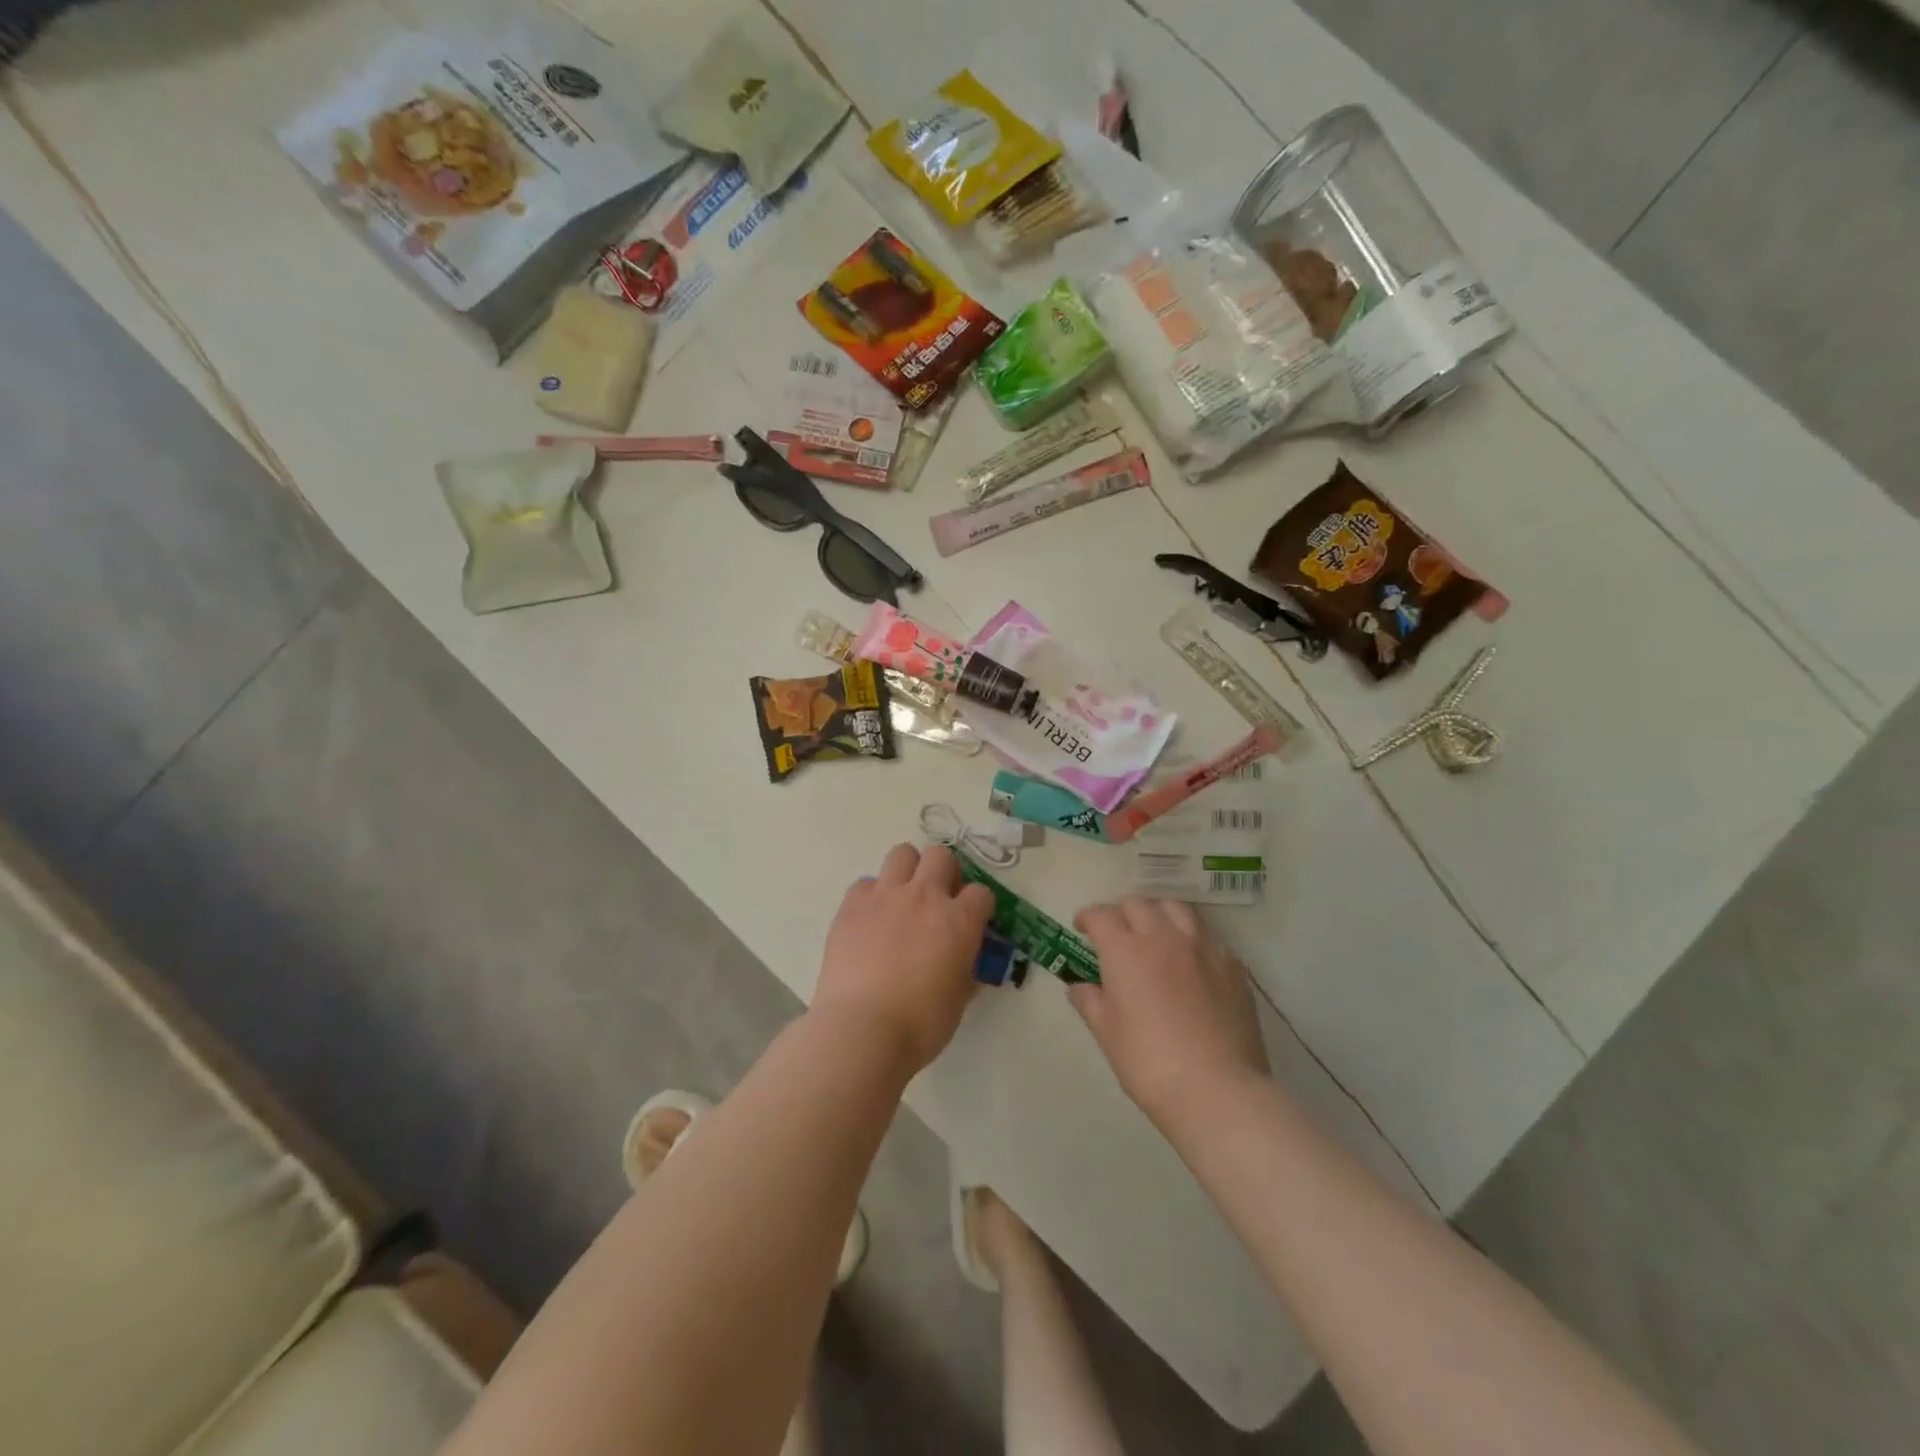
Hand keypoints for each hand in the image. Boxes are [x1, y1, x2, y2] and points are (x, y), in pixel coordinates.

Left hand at [814, 843, 993, 1071]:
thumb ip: (966, 973)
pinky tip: (870, 920)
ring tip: (904, 898)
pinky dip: (871, 896)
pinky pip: (865, 883)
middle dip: (944, 871)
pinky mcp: (852, 905)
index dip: (978, 907)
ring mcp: (885, 896)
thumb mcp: (958, 1000)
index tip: (972, 923)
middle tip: (938, 899)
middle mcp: (925, 897)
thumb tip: (966, 967)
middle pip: (941, 855)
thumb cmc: (919, 1024)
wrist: (861, 1030)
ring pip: (902, 853)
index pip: (981, 892)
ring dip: (908, 870)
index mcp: (959, 920)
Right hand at [1070, 898, 1270, 1130]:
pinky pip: (1207, 936)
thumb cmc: (1149, 1063)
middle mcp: (1163, 937)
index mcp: (1126, 951)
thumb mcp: (1107, 1034)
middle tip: (1116, 933)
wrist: (1217, 1090)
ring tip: (1154, 934)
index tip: (1083, 928)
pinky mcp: (1232, 965)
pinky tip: (1190, 961)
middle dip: (1121, 912)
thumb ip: (1090, 1002)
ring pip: (1176, 909)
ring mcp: (1202, 948)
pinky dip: (1191, 938)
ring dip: (1158, 914)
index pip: (1101, 915)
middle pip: (1138, 904)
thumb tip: (1080, 986)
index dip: (1088, 917)